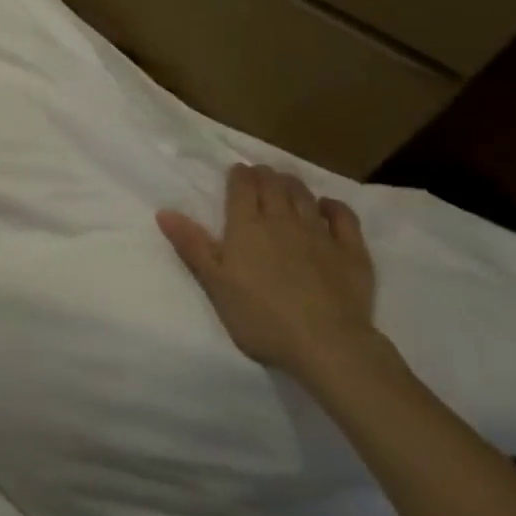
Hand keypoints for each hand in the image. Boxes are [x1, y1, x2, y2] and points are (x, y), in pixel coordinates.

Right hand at [157, 163, 378, 378]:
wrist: (327, 344)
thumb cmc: (260, 317)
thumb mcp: (215, 284)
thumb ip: (192, 246)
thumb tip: (164, 211)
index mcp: (247, 227)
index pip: (242, 187)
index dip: (238, 175)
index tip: (236, 171)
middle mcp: (283, 220)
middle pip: (273, 185)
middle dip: (264, 175)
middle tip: (259, 174)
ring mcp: (320, 233)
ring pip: (304, 196)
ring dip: (292, 184)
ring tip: (286, 182)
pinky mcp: (351, 251)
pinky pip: (343, 217)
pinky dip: (333, 206)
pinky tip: (327, 206)